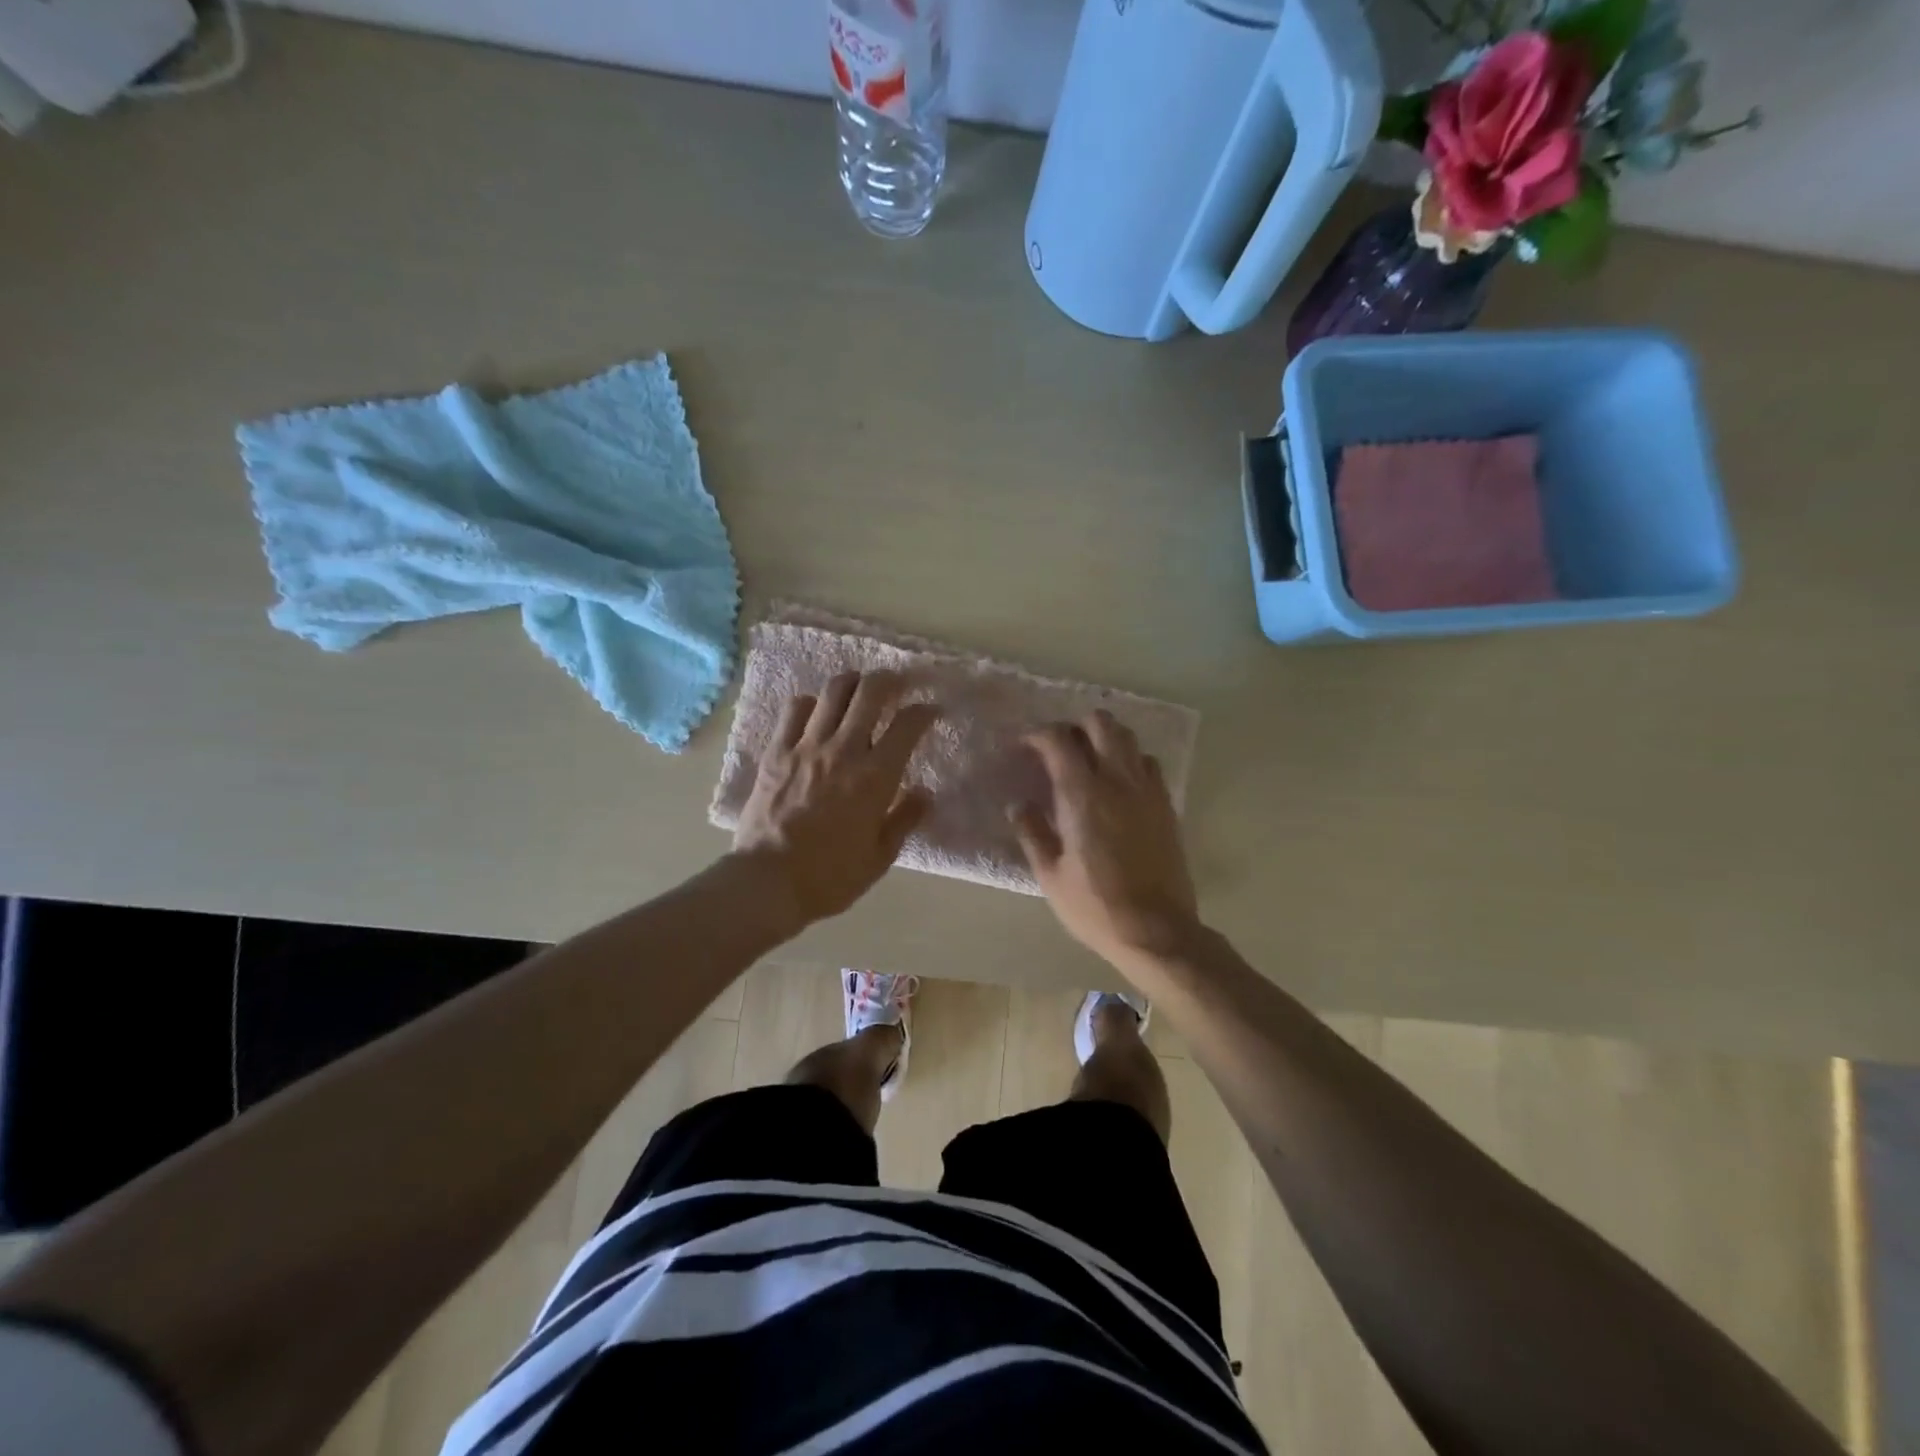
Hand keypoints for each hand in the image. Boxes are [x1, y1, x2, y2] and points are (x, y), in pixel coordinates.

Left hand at [732, 671, 938, 928]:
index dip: (925, 711)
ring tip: (859, 689)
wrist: (768, 881)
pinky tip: (816, 713)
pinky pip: (794, 708)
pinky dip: (810, 703)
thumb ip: (905, 819)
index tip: (930, 712)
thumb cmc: (831, 876)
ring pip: (833, 691)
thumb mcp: (880, 856)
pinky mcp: (776, 751)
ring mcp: (806, 746)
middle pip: (871, 692)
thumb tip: (925, 793)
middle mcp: (844, 750)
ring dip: (852, 683)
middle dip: (890, 680)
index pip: (908, 724)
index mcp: (876, 776)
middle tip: (898, 685)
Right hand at [1011, 710, 1199, 966]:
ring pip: (1128, 737)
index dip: (1036, 735)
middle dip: (1074, 726)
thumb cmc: (1094, 906)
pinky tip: (1118, 783)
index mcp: (1082, 794)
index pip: (1058, 740)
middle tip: (1058, 749)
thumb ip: (1032, 832)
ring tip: (1088, 760)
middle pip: (1100, 723)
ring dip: (1105, 738)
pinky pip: (1149, 763)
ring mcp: (1147, 790)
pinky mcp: (1166, 805)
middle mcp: (1117, 780)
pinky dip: (1130, 760)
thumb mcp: (1050, 875)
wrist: (1156, 931)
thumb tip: (1018, 805)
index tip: (1023, 747)